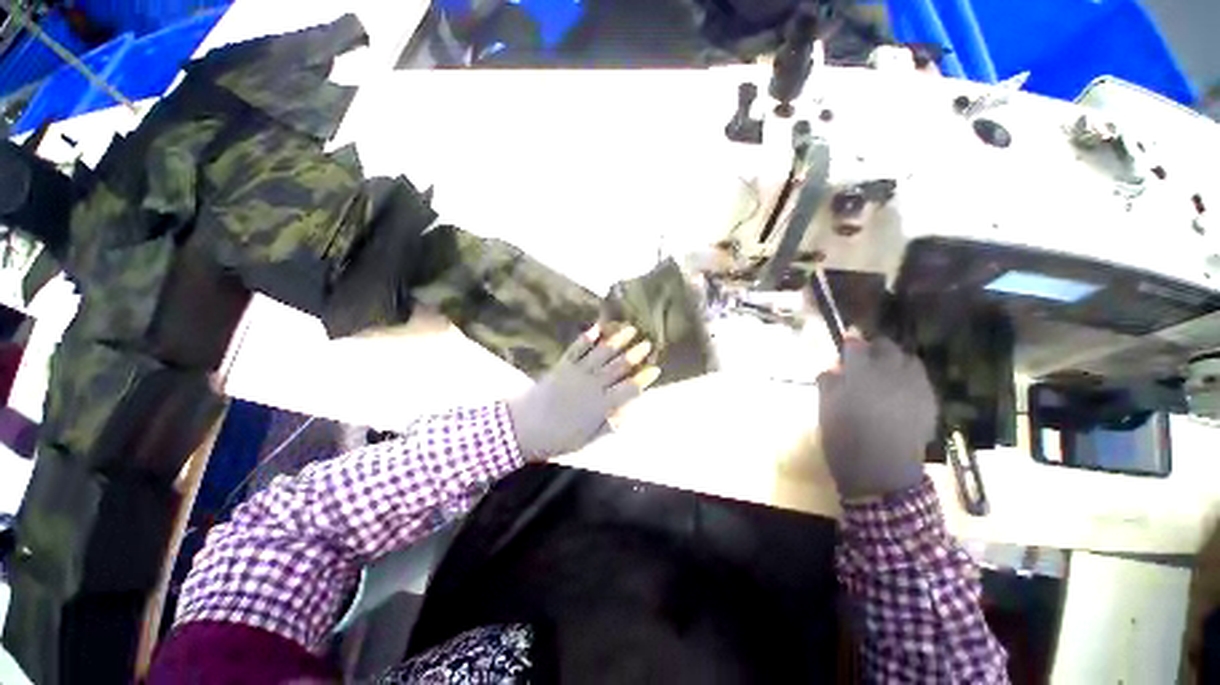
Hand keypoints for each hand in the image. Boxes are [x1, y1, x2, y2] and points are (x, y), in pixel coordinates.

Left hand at [508, 324, 659, 460]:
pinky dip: (587, 337)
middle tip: (648, 343)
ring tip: (630, 329)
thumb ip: (608, 425)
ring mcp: (577, 372)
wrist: (524, 428)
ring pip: (601, 353)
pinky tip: (597, 327)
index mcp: (601, 406)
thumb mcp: (587, 440)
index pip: (628, 390)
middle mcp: (592, 385)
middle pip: (618, 367)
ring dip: (617, 340)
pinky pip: (577, 348)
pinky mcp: (563, 365)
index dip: (643, 379)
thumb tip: (627, 412)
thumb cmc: (559, 438)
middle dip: (634, 354)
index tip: (655, 369)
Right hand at [818, 336, 936, 499]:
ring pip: (908, 360)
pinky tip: (900, 392)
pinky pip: (921, 379)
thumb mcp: (826, 409)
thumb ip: (829, 383)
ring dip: (895, 361)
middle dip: (874, 348)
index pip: (856, 346)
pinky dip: (909, 378)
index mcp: (859, 376)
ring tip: (885, 373)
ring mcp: (914, 388)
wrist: (880, 474)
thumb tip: (834, 368)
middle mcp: (889, 375)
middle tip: (864, 359)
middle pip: (886, 347)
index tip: (847, 337)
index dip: (851, 340)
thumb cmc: (843, 440)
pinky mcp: (929, 402)